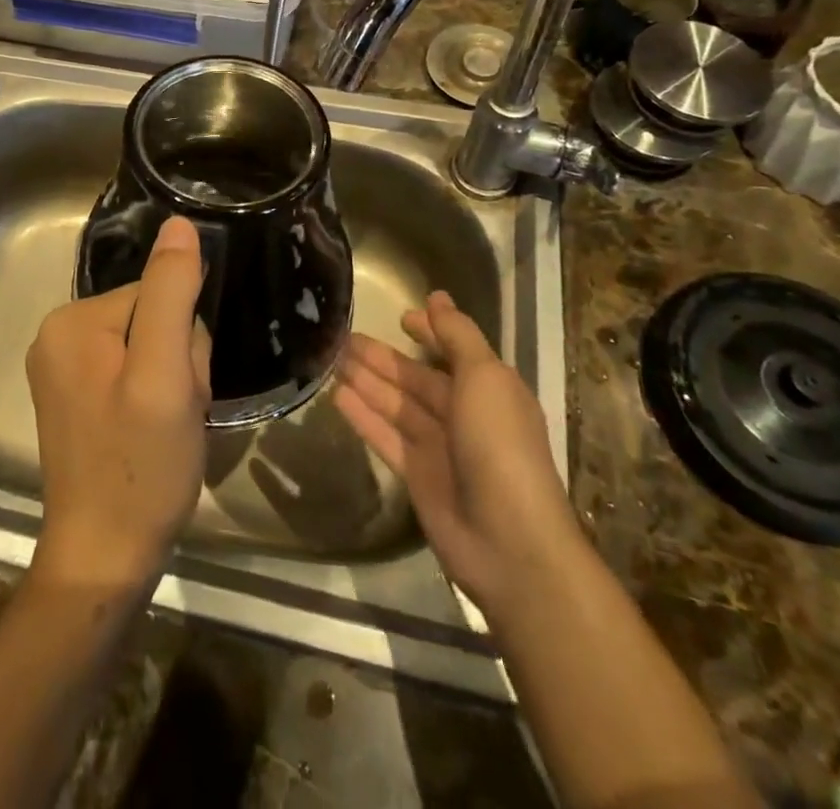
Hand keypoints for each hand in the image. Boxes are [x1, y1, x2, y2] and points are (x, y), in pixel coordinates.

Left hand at [27, 215, 210, 596]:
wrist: (105, 559)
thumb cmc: (140, 467)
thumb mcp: (165, 375)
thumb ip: (172, 293)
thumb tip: (180, 224)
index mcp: (73, 321)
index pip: (157, 294)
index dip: (185, 339)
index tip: (181, 388)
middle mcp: (58, 335)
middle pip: (152, 317)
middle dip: (177, 361)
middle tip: (174, 413)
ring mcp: (63, 368)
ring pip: (149, 346)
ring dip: (171, 381)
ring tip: (165, 427)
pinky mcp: (75, 397)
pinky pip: (133, 371)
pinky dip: (155, 396)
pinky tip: (151, 431)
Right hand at [334, 291, 581, 613]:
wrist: (507, 541)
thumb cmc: (499, 444)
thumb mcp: (485, 378)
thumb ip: (458, 336)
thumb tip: (437, 298)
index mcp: (489, 389)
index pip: (454, 350)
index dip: (430, 331)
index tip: (400, 316)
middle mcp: (464, 414)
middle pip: (416, 378)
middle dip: (384, 357)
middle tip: (343, 335)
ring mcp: (439, 446)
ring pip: (396, 404)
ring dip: (367, 381)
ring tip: (331, 357)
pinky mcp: (416, 475)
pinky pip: (385, 436)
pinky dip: (363, 416)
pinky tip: (337, 395)